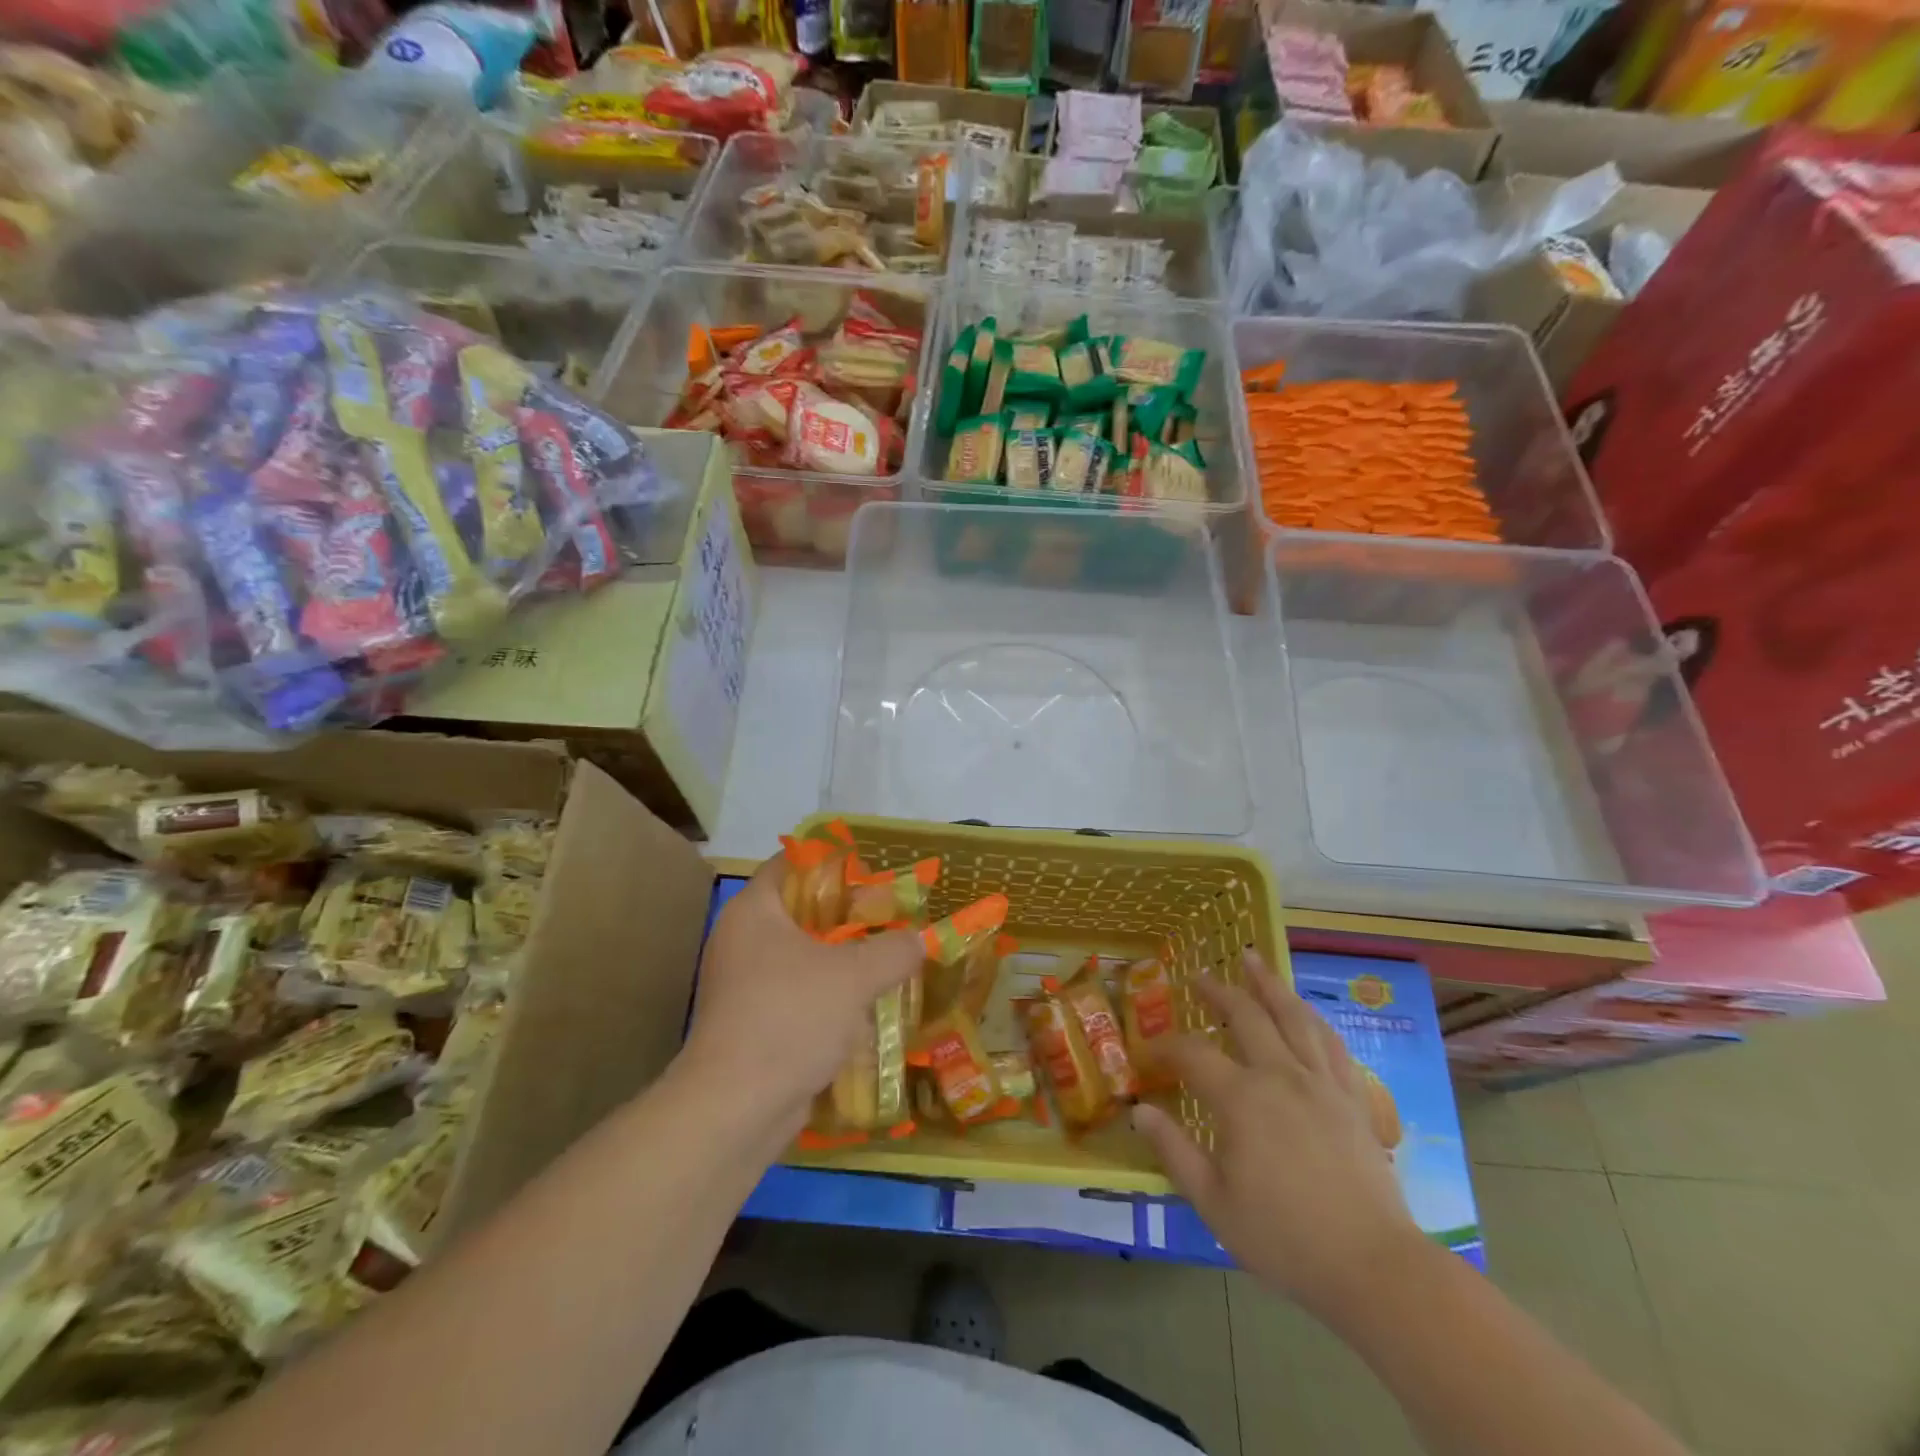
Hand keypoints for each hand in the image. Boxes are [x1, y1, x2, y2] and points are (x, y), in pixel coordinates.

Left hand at [679, 857, 919, 1136]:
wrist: (736, 1108)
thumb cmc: (790, 1018)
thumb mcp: (854, 976)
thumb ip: (894, 949)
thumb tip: (919, 939)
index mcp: (754, 911)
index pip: (791, 863)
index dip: (833, 862)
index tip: (873, 871)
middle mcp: (743, 940)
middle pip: (802, 910)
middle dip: (849, 914)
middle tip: (891, 916)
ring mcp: (745, 984)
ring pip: (803, 956)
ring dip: (843, 958)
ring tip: (888, 958)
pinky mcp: (754, 1023)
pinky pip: (799, 993)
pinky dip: (830, 994)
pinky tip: (867, 1004)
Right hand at [1131, 952, 1423, 1321]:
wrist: (1374, 1267)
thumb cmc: (1285, 1238)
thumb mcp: (1213, 1202)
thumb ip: (1174, 1151)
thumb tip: (1139, 1111)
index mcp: (1242, 1099)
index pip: (1193, 1055)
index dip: (1166, 1048)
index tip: (1149, 1053)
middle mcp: (1281, 1075)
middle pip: (1246, 1016)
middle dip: (1218, 991)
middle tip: (1200, 975)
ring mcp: (1322, 1083)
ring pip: (1293, 1016)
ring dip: (1269, 984)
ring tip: (1253, 960)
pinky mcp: (1354, 1098)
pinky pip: (1332, 1043)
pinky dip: (1313, 1018)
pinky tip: (1305, 1011)